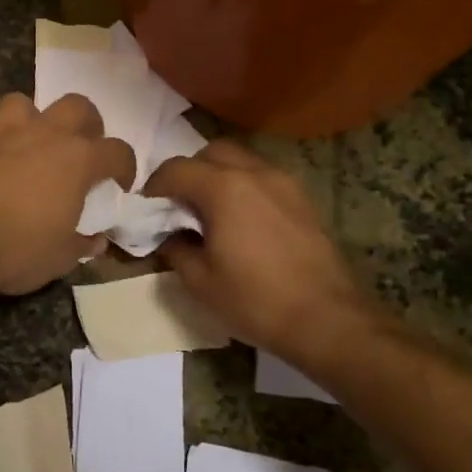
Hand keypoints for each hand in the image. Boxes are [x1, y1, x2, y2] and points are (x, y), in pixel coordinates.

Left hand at [0, 93, 135, 296]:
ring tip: (33, 145)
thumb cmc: (18, 250)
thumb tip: (94, 240)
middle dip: (87, 124)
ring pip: (25, 103)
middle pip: (77, 106)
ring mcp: (2, 135)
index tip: (121, 184)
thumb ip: (82, 244)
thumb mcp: (60, 258)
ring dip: (35, 119)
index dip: (125, 167)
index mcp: (76, 160)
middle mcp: (43, 136)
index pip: (117, 151)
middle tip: (82, 152)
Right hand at [146, 142, 371, 361]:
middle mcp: (255, 173)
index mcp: (224, 188)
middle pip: (212, 152)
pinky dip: (245, 188)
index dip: (154, 185)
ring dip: (219, 176)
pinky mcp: (304, 200)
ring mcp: (285, 183)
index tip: (146, 207)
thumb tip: (170, 235)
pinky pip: (264, 179)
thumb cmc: (255, 300)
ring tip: (211, 212)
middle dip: (189, 171)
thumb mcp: (200, 281)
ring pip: (242, 161)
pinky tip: (242, 222)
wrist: (326, 319)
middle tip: (178, 203)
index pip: (176, 169)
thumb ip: (176, 248)